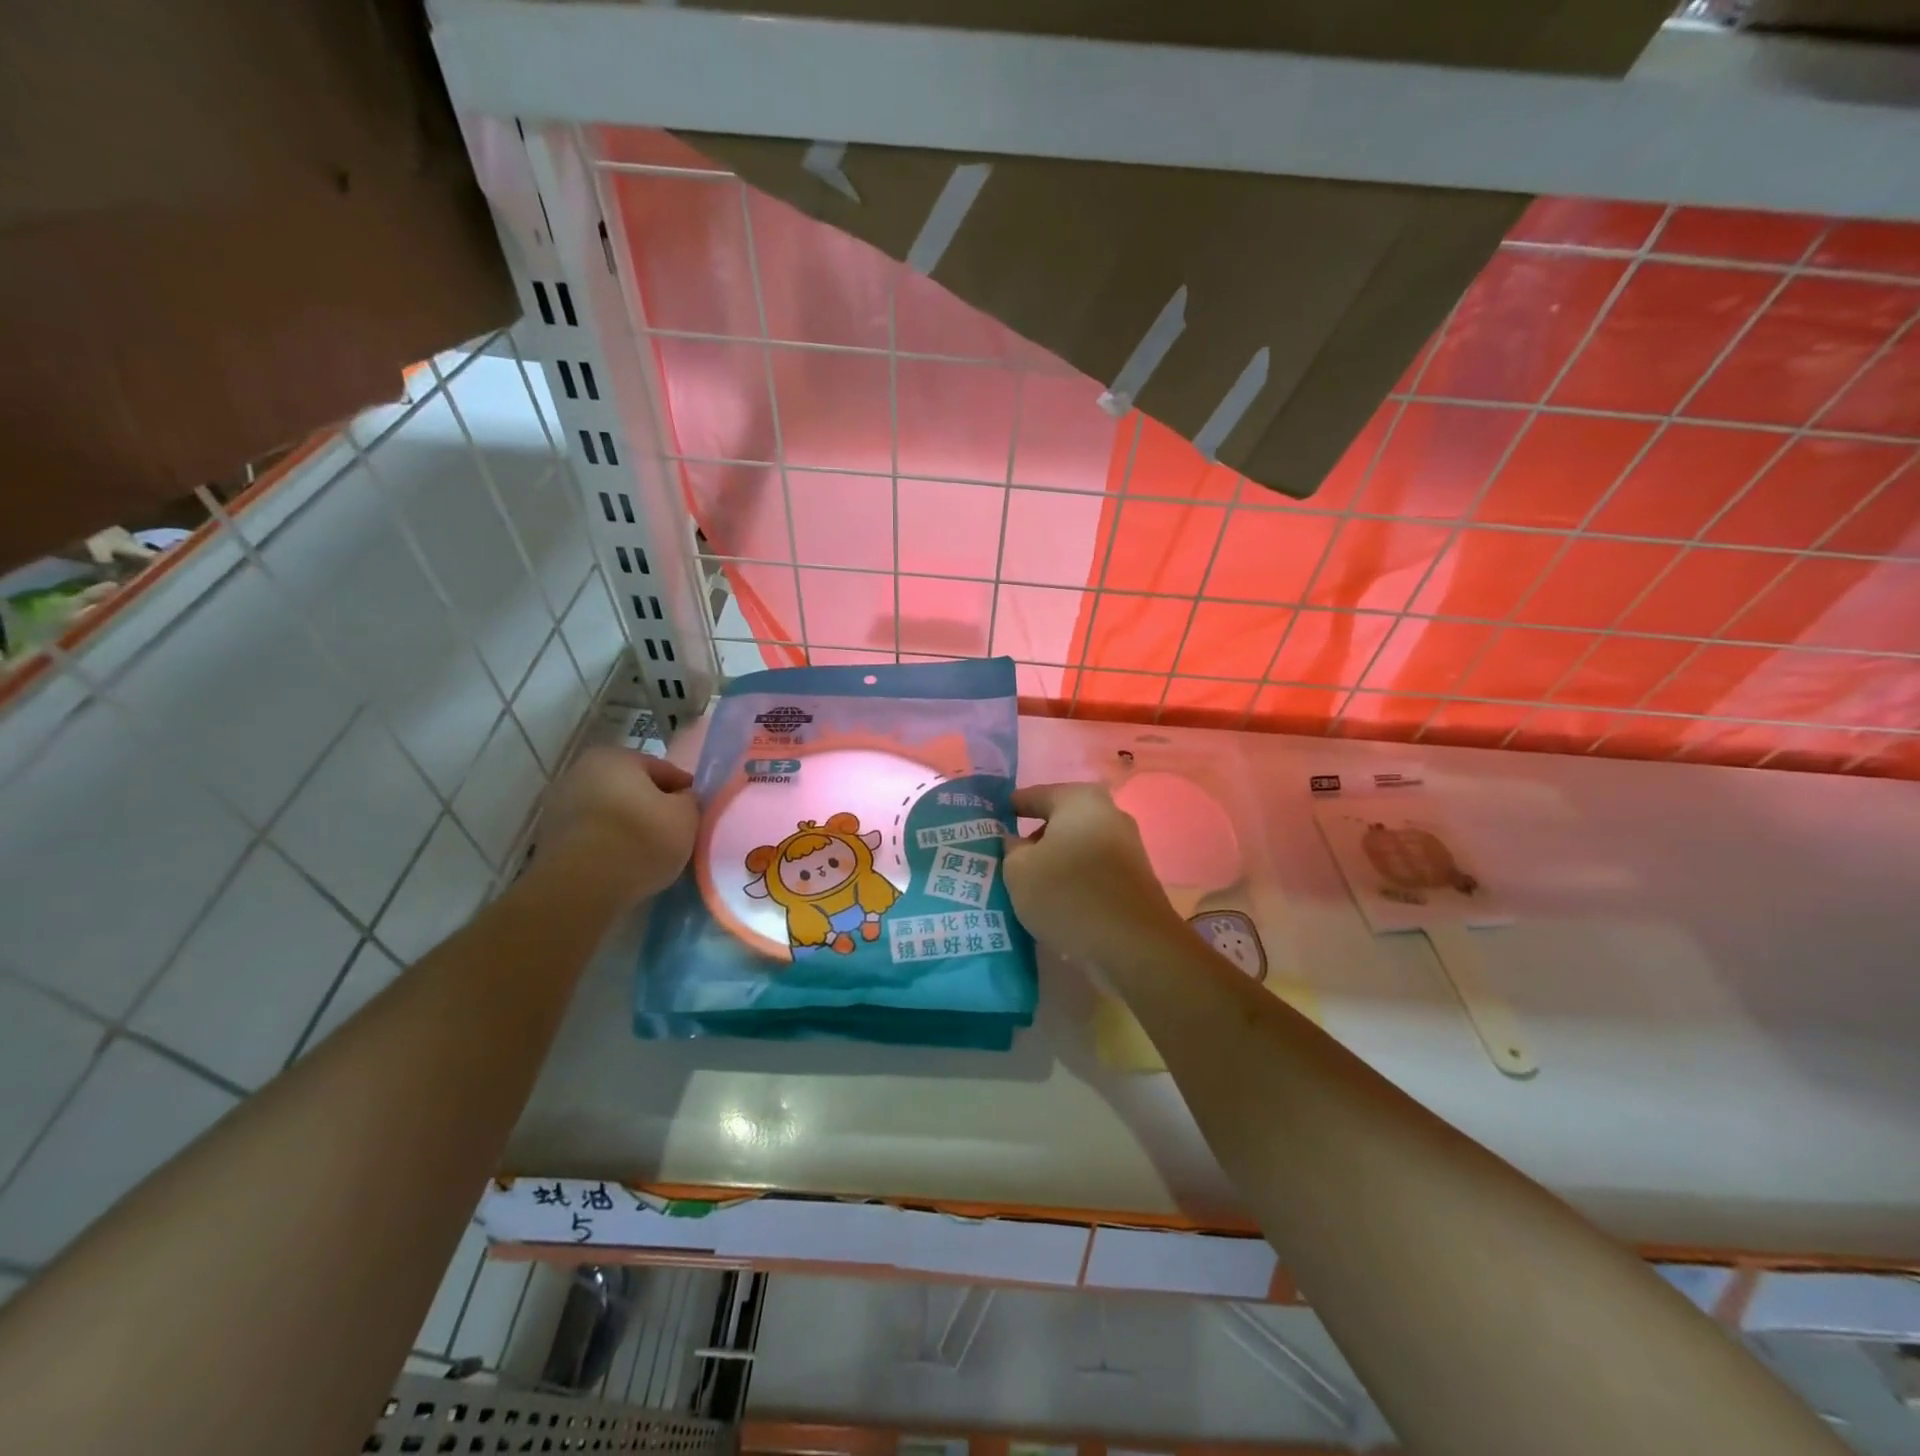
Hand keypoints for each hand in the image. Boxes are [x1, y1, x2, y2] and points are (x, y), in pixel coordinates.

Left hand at [536, 747, 698, 903]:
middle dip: (650, 804)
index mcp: (614, 757)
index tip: (695, 810)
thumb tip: (681, 799)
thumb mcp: (686, 816)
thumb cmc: (641, 838)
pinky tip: (623, 862)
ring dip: (627, 824)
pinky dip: (607, 843)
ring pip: (608, 811)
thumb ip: (689, 801)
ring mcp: (558, 805)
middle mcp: (580, 772)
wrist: (582, 886)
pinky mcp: (548, 839)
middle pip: (630, 788)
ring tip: (648, 850)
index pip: (662, 769)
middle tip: (673, 829)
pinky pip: (591, 835)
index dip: (683, 789)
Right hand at [1002, 782, 1185, 964]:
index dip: (1008, 809)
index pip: (1034, 795)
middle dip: (1032, 840)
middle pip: (1058, 822)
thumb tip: (1017, 842)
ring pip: (1076, 848)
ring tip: (1028, 888)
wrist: (1133, 944)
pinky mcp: (1134, 878)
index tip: (988, 824)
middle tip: (1005, 861)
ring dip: (1054, 863)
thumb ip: (1010, 848)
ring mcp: (1127, 846)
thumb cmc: (1069, 894)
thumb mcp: (1019, 870)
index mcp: (1079, 799)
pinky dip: (1073, 881)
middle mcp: (1108, 813)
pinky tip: (1057, 903)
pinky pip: (1092, 871)